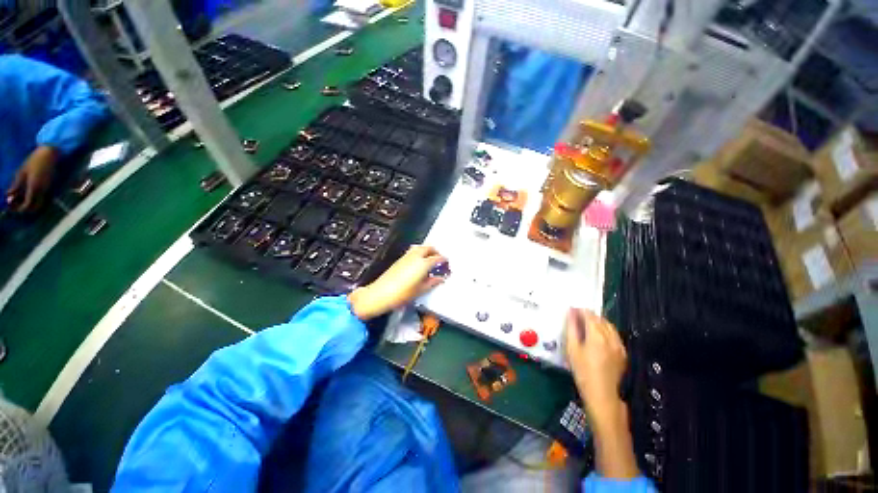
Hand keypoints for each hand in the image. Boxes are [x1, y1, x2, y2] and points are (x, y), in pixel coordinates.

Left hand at [6, 146, 58, 212]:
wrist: (49, 154)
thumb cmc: (34, 161)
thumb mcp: (22, 172)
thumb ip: (16, 186)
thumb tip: (8, 197)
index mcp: (34, 188)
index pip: (27, 205)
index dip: (19, 209)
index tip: (10, 207)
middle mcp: (42, 191)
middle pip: (34, 207)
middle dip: (24, 208)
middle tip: (14, 204)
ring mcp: (46, 188)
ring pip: (37, 202)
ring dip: (28, 203)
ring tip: (18, 198)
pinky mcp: (48, 186)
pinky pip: (40, 197)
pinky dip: (32, 198)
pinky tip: (26, 193)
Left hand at [348, 245, 446, 320]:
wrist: (381, 293)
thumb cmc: (402, 293)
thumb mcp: (421, 290)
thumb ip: (432, 282)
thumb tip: (440, 278)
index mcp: (423, 263)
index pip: (437, 258)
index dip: (444, 260)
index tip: (447, 263)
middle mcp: (416, 256)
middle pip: (429, 248)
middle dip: (436, 252)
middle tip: (440, 259)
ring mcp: (407, 256)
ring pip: (420, 247)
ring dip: (427, 250)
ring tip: (430, 258)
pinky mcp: (400, 259)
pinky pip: (413, 251)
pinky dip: (419, 252)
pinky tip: (419, 261)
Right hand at [565, 308, 638, 478]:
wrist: (602, 394)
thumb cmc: (582, 371)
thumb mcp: (572, 348)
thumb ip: (571, 328)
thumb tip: (570, 312)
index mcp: (597, 335)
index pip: (589, 315)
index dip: (580, 310)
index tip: (571, 310)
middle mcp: (610, 337)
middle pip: (600, 319)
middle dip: (588, 315)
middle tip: (576, 317)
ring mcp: (619, 345)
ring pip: (609, 326)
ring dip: (598, 322)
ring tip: (586, 325)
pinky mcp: (622, 353)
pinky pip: (614, 335)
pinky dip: (605, 330)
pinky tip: (598, 336)